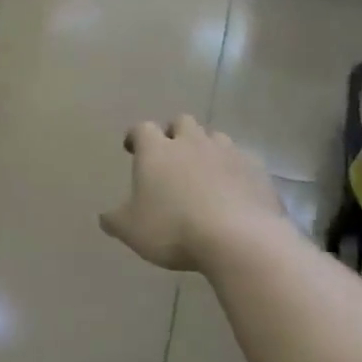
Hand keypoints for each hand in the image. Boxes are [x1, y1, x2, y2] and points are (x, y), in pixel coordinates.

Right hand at [100, 116, 287, 271]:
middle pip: (182, 122)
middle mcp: (192, 142)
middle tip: (170, 155)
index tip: (132, 148)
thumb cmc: (173, 229)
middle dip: (174, 133)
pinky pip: (242, 160)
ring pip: (215, 137)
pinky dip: (233, 170)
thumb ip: (115, 220)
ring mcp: (228, 152)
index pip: (142, 128)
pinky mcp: (256, 169)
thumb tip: (105, 216)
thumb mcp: (131, 230)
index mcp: (157, 151)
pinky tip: (232, 190)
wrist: (238, 239)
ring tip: (203, 171)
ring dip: (206, 148)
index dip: (135, 136)